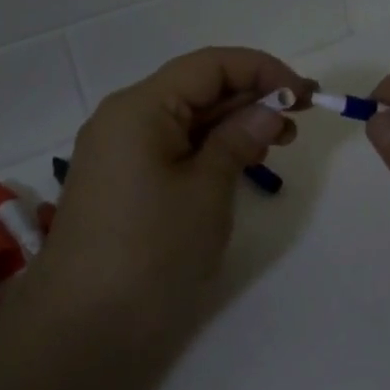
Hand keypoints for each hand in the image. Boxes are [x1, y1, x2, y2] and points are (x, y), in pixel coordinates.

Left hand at [25, 47, 312, 346]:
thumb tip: (269, 110)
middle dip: (251, 97)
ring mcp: (120, 151)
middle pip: (197, 88)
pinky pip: (173, 147)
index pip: (210, 65)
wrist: (84, 324)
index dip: (263, 71)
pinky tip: (241, 161)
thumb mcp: (207, 189)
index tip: (305, 95)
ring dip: (234, 123)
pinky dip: (210, 148)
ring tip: (278, 142)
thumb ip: (239, 139)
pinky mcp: (123, 181)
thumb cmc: (152, 249)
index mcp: (140, 106)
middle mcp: (125, 118)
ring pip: (187, 119)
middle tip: (301, 118)